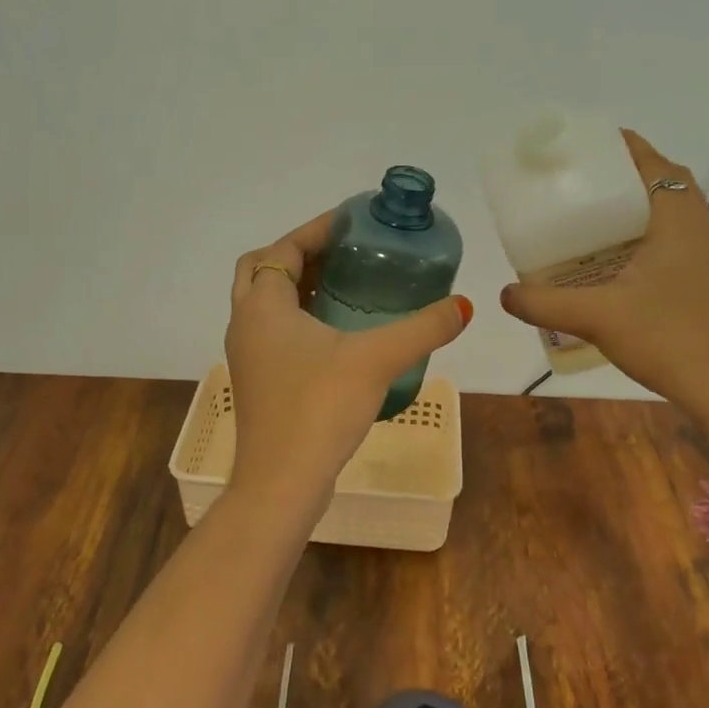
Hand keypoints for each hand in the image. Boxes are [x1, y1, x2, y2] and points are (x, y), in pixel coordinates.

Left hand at [225, 213, 471, 518]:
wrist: (281, 485)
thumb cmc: (318, 408)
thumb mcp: (376, 360)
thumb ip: (422, 329)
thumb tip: (464, 306)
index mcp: (262, 306)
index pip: (282, 249)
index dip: (316, 230)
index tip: (353, 222)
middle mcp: (245, 324)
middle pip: (264, 270)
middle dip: (301, 255)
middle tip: (345, 253)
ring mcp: (247, 356)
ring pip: (266, 304)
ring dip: (299, 288)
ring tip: (347, 285)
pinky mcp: (258, 382)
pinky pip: (274, 333)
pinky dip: (299, 319)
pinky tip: (339, 334)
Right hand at [499, 130, 708, 452]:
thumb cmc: (669, 340)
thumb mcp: (597, 317)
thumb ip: (545, 302)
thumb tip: (504, 294)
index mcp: (681, 222)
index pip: (656, 165)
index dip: (624, 147)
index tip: (588, 146)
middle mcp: (702, 231)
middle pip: (665, 185)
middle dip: (625, 177)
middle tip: (581, 185)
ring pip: (672, 216)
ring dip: (637, 210)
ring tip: (592, 221)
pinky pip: (676, 243)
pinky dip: (647, 238)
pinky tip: (616, 266)